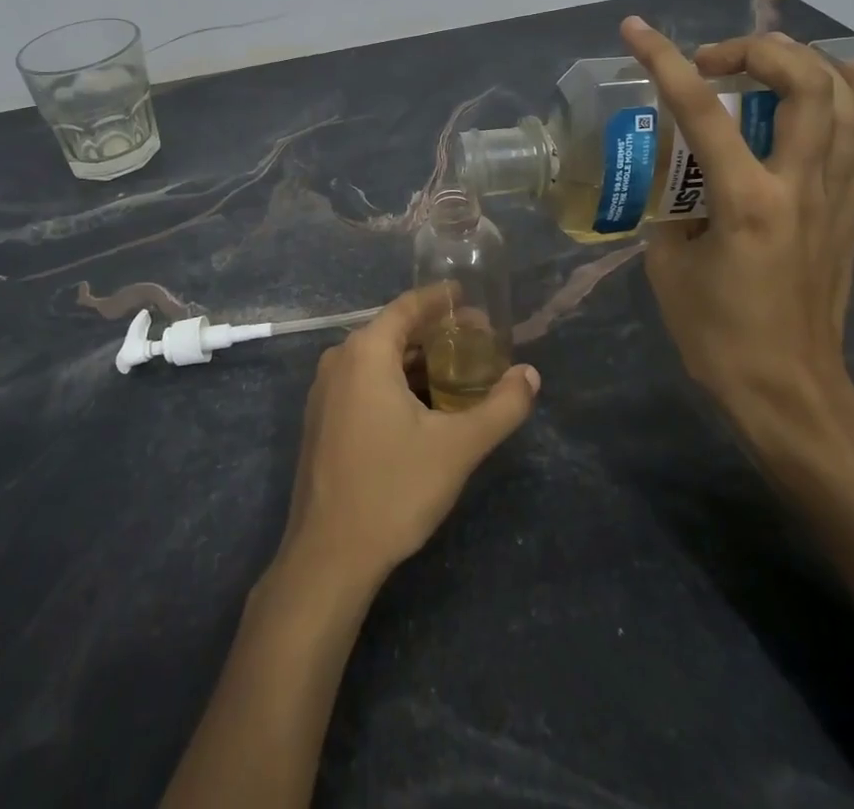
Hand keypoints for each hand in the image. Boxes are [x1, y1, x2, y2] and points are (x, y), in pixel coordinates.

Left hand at [277, 285, 539, 589]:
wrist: (329, 556)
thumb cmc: (393, 489)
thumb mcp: (458, 447)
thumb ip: (501, 407)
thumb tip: (531, 375)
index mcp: (366, 352)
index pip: (407, 307)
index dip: (440, 299)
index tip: (469, 297)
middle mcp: (339, 360)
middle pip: (393, 331)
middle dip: (435, 333)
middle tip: (477, 341)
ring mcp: (325, 391)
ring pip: (378, 359)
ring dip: (417, 360)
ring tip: (458, 371)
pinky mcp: (322, 419)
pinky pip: (364, 382)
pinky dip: (396, 381)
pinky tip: (424, 404)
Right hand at [620, 17, 853, 449]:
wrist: (790, 389)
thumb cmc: (718, 334)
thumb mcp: (668, 265)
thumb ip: (671, 208)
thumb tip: (679, 181)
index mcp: (746, 201)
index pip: (701, 110)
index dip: (664, 60)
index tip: (636, 30)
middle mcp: (800, 186)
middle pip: (803, 84)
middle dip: (757, 50)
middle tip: (714, 61)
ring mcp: (835, 195)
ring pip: (844, 100)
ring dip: (802, 63)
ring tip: (763, 61)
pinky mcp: (850, 209)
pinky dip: (847, 95)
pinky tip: (835, 77)